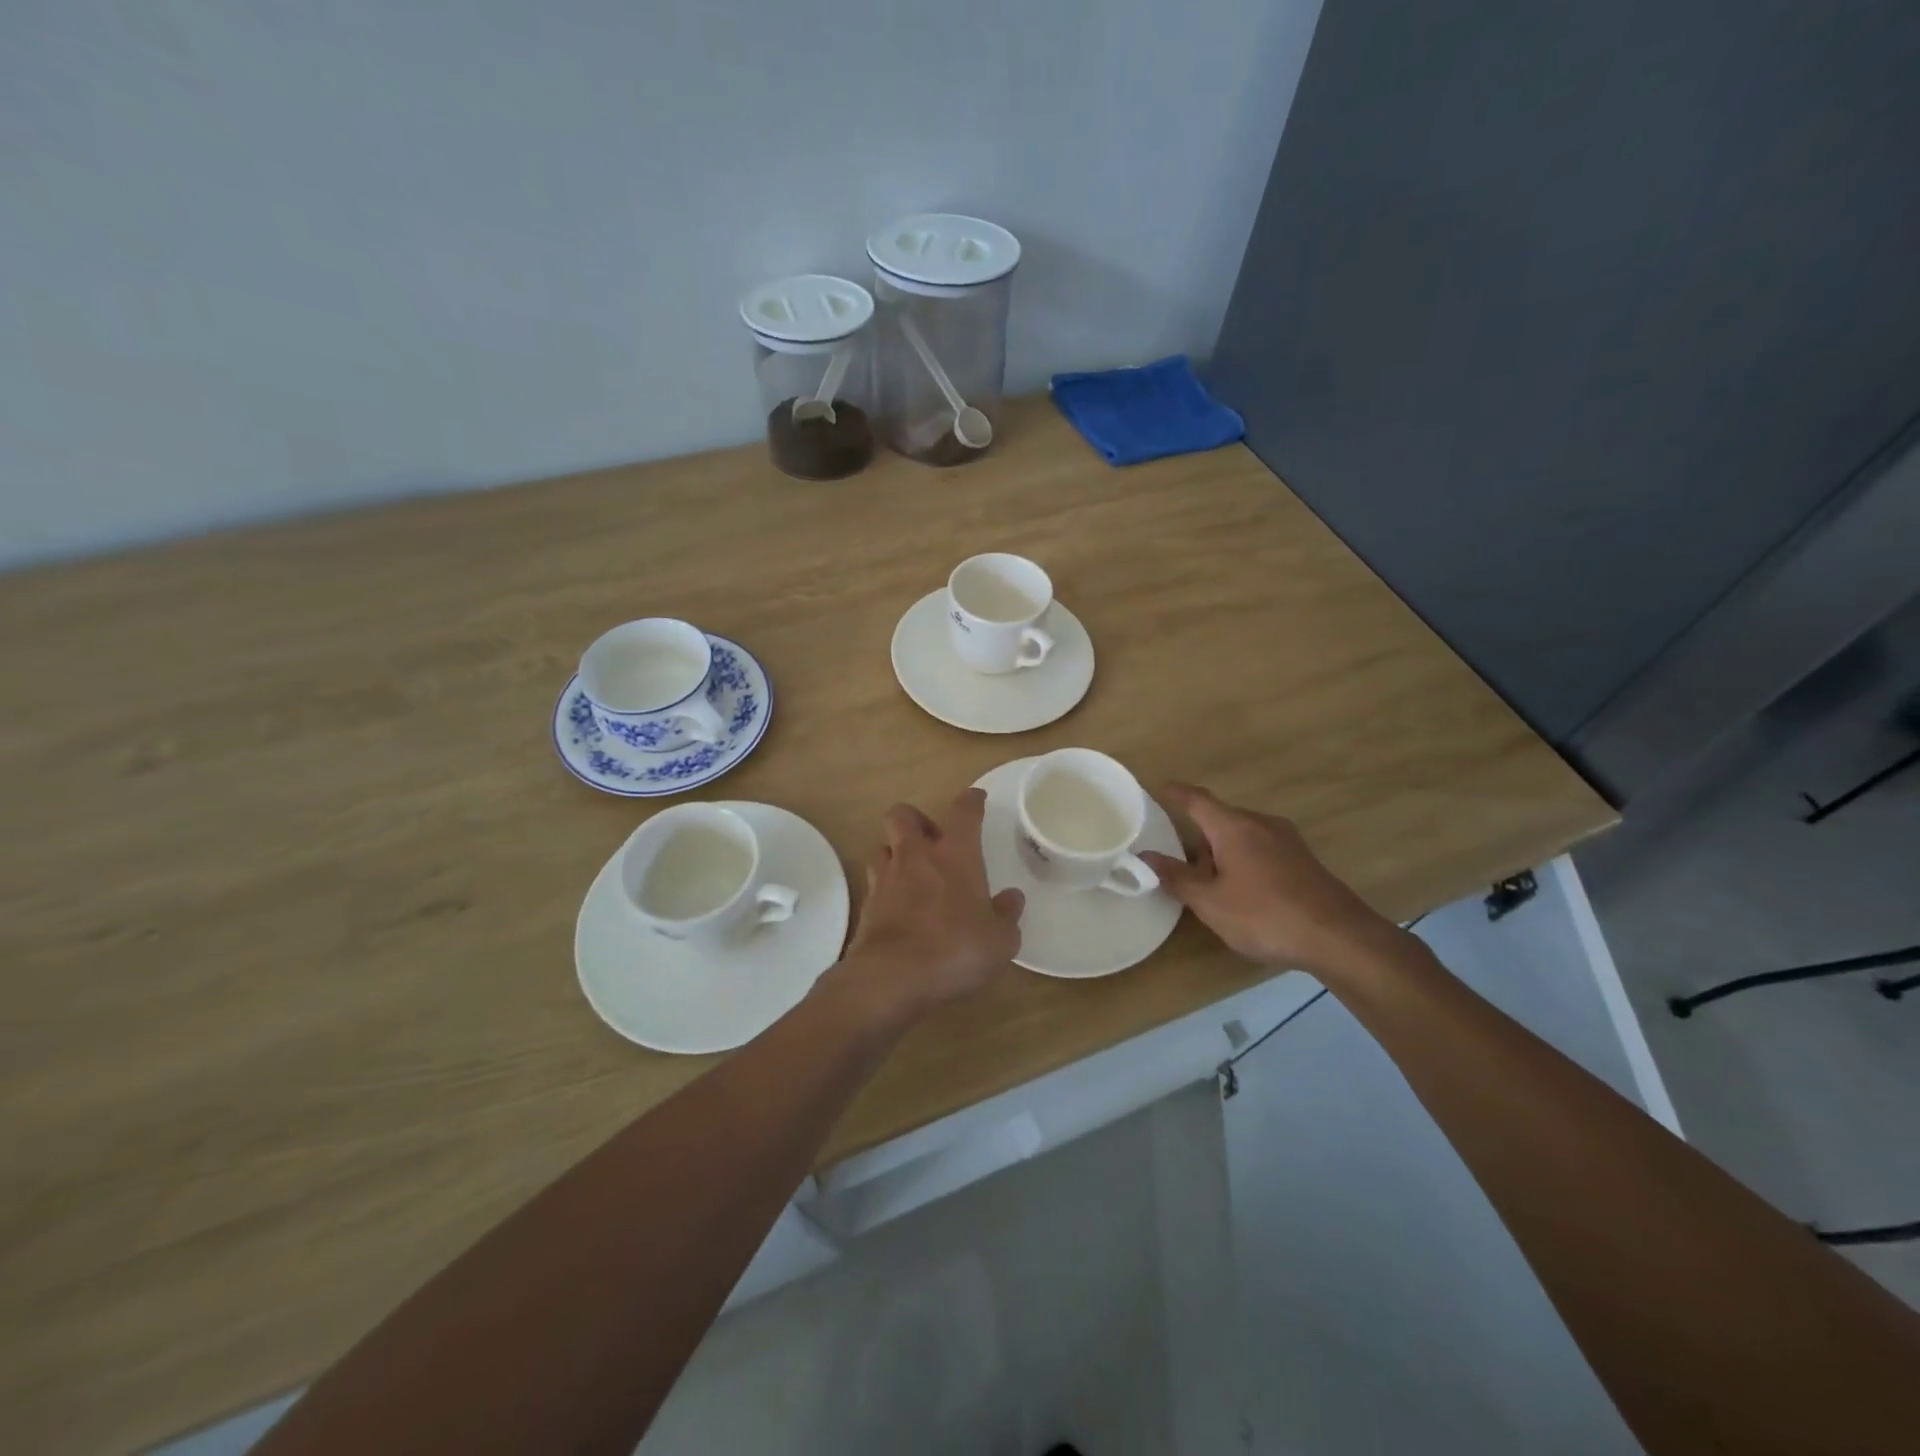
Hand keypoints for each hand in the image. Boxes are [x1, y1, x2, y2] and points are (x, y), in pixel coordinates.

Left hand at [836, 790, 1024, 1020]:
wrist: (892, 977)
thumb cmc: (955, 949)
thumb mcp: (999, 940)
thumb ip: (1006, 916)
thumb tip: (1012, 898)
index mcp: (954, 854)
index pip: (963, 812)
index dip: (971, 801)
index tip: (976, 799)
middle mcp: (916, 856)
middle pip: (903, 815)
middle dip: (916, 819)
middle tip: (932, 839)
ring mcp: (885, 878)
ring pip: (882, 846)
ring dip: (895, 852)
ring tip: (911, 872)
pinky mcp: (866, 905)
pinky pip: (874, 882)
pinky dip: (885, 887)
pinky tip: (898, 905)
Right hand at [1139, 783, 1403, 977]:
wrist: (1339, 938)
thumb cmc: (1265, 915)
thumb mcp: (1210, 902)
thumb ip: (1176, 877)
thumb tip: (1145, 856)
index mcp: (1234, 826)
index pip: (1197, 800)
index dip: (1176, 794)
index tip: (1158, 789)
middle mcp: (1261, 823)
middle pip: (1220, 819)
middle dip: (1197, 836)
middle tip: (1177, 861)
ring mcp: (1287, 840)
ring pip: (1242, 836)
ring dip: (1221, 852)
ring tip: (1208, 883)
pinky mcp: (1303, 860)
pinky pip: (1262, 849)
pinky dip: (1243, 860)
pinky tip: (1242, 892)